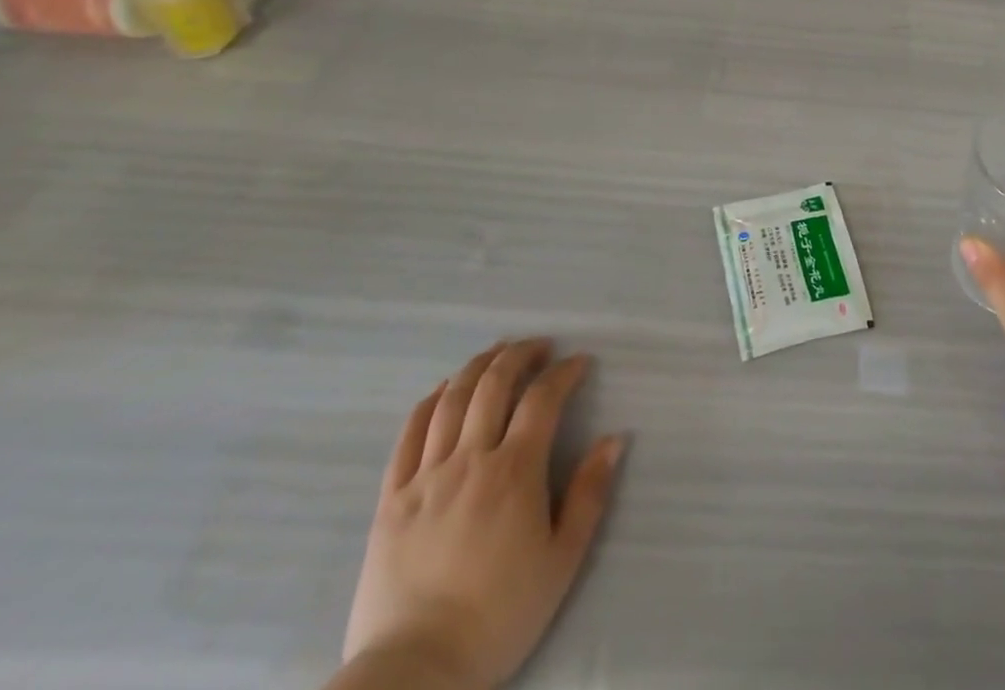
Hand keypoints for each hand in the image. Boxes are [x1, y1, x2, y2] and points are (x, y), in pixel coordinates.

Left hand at [341, 339, 625, 689]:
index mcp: (515, 471)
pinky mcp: (391, 500)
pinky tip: (443, 391)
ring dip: (478, 367)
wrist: (414, 675)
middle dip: (520, 354)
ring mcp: (425, 477)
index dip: (565, 372)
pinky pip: (408, 435)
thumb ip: (589, 494)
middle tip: (540, 347)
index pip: (543, 398)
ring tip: (497, 355)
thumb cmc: (498, 617)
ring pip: (451, 399)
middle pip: (494, 384)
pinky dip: (429, 402)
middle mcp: (469, 459)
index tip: (580, 363)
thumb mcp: (562, 561)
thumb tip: (613, 439)